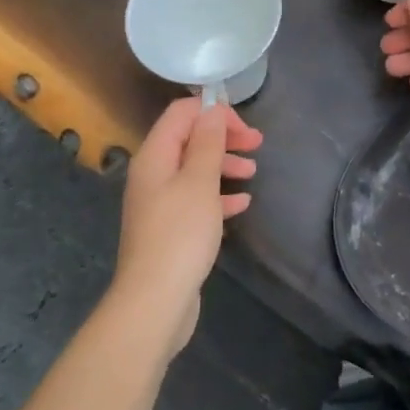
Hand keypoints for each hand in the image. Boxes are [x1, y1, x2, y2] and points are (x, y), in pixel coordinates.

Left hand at [114, 98, 261, 351]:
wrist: (155, 300)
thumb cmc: (180, 234)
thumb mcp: (200, 181)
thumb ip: (208, 143)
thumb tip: (212, 110)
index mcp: (154, 156)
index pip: (181, 113)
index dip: (213, 112)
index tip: (244, 126)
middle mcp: (152, 175)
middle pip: (189, 140)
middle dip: (223, 137)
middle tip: (257, 143)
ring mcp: (159, 203)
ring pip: (195, 170)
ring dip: (224, 165)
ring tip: (252, 172)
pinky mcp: (170, 229)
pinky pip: (196, 200)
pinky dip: (218, 195)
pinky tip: (241, 204)